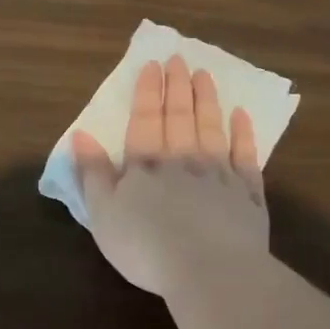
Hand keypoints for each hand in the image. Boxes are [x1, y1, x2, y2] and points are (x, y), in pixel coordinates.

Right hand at [71, 55, 268, 296]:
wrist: (208, 269)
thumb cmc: (145, 247)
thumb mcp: (102, 214)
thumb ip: (92, 173)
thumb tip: (81, 135)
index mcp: (145, 166)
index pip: (145, 121)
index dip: (147, 93)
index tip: (152, 65)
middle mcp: (183, 160)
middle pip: (179, 117)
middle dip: (177, 87)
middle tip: (179, 59)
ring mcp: (219, 175)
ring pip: (211, 129)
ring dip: (206, 101)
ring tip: (204, 75)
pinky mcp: (248, 195)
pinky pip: (246, 157)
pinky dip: (244, 135)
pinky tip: (242, 116)